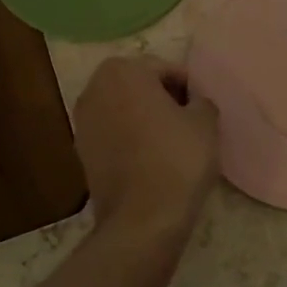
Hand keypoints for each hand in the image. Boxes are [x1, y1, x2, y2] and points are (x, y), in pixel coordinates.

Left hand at [73, 55, 219, 237]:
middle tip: (188, 119)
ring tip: (170, 140)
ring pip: (122, 109)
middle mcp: (94, 88)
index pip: (163, 68)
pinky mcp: (81, 152)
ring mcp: (82, 121)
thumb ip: (201, 101)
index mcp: (123, 71)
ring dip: (143, 117)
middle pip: (138, 85)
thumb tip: (194, 103)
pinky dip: (130, 138)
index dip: (187, 86)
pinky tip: (151, 158)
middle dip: (161, 97)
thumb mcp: (205, 122)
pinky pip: (112, 134)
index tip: (201, 107)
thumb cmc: (177, 158)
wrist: (142, 217)